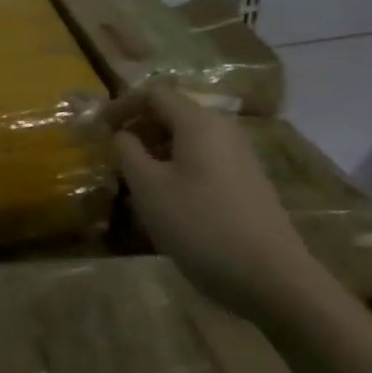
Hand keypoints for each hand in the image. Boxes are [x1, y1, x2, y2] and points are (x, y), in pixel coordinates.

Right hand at [110, 87, 322, 317]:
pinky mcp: (249, 182)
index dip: (121, 105)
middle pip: (173, 113)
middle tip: (113, 152)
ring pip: (189, 138)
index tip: (98, 127)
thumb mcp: (149, 188)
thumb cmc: (201, 226)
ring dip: (158, 149)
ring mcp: (240, 156)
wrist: (273, 279)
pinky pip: (205, 159)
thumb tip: (124, 135)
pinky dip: (179, 166)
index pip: (153, 93)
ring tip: (135, 177)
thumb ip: (129, 152)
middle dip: (139, 127)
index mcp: (198, 122)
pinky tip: (169, 198)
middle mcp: (223, 129)